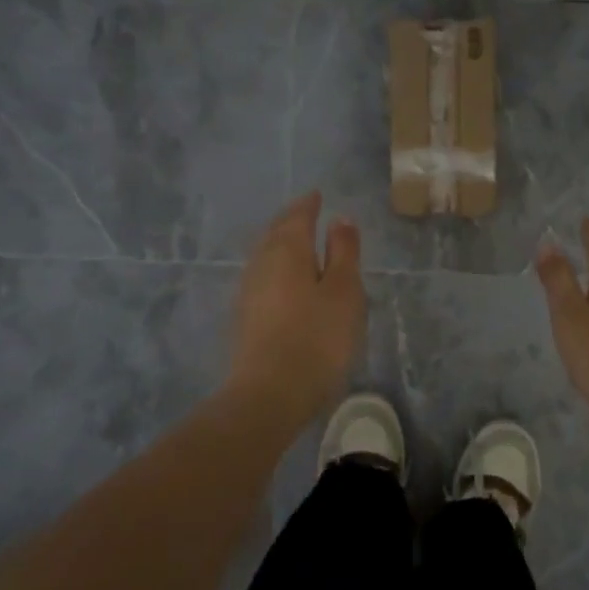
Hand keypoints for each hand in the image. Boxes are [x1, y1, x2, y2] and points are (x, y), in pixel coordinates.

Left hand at [226, 192, 365, 428]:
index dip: (308, 205)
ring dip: (281, 244)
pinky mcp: (244, 317)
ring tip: (297, 243)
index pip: (297, 216)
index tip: (317, 196)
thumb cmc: (317, 337)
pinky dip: (276, 268)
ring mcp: (248, 291)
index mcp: (287, 250)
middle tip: (306, 213)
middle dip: (291, 220)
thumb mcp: (344, 291)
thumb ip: (343, 252)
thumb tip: (340, 218)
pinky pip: (262, 277)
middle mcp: (261, 263)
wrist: (268, 394)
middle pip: (276, 233)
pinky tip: (284, 281)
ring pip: (265, 255)